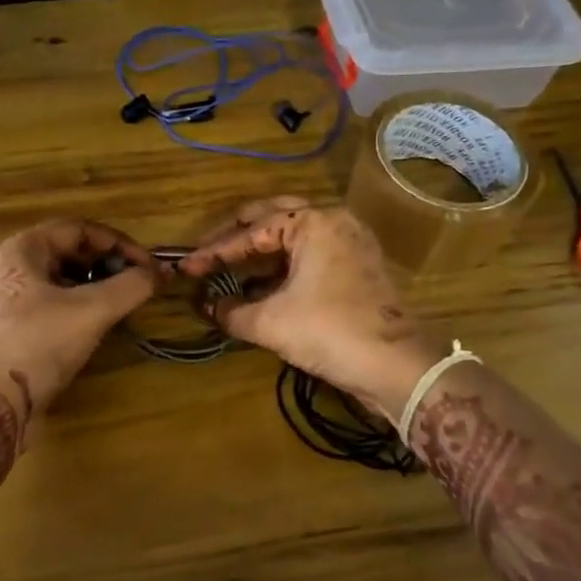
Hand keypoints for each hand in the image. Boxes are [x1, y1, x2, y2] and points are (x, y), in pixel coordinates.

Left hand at [0, 220, 159, 413]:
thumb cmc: (38, 344)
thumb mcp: (93, 311)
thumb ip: (131, 286)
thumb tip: (160, 272)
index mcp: (19, 250)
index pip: (77, 229)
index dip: (119, 244)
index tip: (147, 266)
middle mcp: (2, 268)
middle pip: (64, 253)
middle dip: (104, 266)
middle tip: (133, 285)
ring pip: (52, 282)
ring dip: (89, 288)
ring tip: (116, 307)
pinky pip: (40, 307)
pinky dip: (69, 309)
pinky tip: (87, 330)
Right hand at [180, 198, 438, 418]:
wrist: (394, 365)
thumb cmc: (329, 332)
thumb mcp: (271, 323)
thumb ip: (232, 312)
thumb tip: (210, 306)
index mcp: (312, 223)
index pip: (251, 232)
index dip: (214, 251)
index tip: (186, 266)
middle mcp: (333, 221)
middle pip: (274, 216)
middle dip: (237, 233)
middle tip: (207, 250)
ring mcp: (351, 242)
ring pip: (295, 233)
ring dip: (262, 247)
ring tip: (230, 264)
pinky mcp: (359, 265)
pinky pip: (312, 252)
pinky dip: (285, 262)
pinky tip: (264, 281)